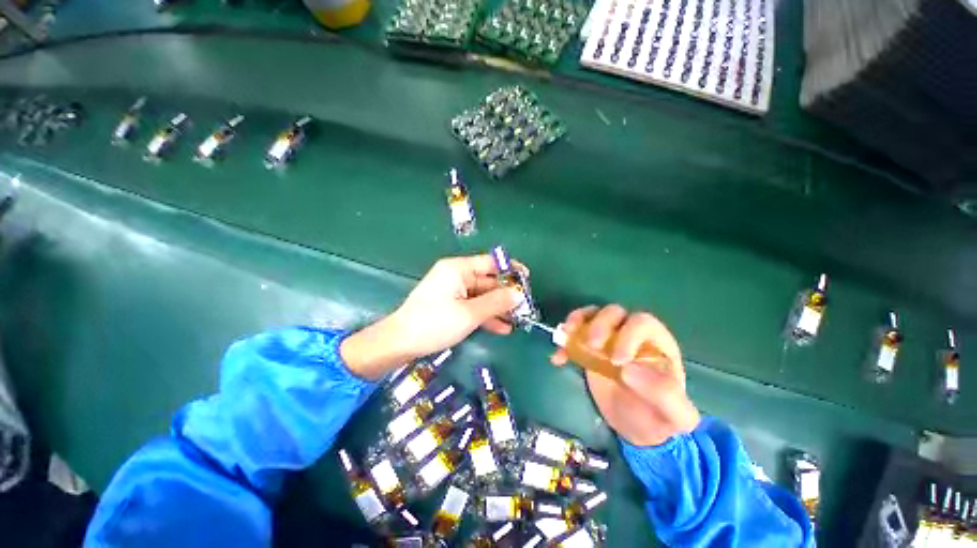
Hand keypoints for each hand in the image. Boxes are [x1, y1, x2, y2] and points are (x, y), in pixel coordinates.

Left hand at [341, 255, 523, 379]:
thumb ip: (496, 302)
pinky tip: (502, 328)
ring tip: (517, 320)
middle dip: (506, 294)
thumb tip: (518, 295)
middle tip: (525, 307)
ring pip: (482, 296)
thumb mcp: (469, 313)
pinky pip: (473, 306)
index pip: (490, 263)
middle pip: (488, 281)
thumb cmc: (435, 323)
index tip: (527, 280)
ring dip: (498, 308)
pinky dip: (486, 315)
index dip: (510, 269)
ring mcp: (453, 291)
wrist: (400, 343)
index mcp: (458, 269)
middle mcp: (456, 276)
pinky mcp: (450, 305)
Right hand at [551, 305, 699, 445]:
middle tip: (592, 345)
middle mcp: (630, 334)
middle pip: (614, 313)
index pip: (642, 323)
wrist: (639, 428)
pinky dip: (564, 343)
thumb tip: (629, 369)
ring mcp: (608, 339)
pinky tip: (558, 358)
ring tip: (566, 334)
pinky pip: (575, 336)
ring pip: (592, 315)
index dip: (628, 335)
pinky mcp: (590, 349)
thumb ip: (664, 394)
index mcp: (656, 343)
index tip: (617, 361)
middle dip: (599, 324)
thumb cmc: (660, 418)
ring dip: (577, 320)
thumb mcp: (675, 415)